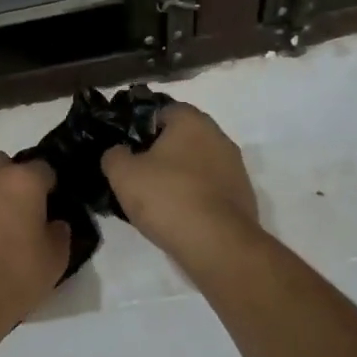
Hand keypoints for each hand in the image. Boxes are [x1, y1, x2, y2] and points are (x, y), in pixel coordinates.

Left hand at [0, 153, 70, 331]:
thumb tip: (54, 224)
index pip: (42, 168)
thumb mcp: (54, 261)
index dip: (47, 184)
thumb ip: (58, 234)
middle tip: (13, 208)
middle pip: (0, 163)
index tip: (48, 201)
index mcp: (23, 182)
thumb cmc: (15, 276)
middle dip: (8, 178)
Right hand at [101, 104, 259, 258]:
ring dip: (180, 176)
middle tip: (139, 175)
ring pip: (198, 165)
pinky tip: (179, 217)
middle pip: (183, 138)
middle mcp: (219, 137)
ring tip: (157, 201)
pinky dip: (195, 197)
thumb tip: (119, 153)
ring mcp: (235, 168)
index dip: (141, 128)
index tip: (127, 149)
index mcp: (192, 121)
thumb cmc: (167, 197)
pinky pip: (210, 189)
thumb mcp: (123, 174)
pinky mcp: (243, 197)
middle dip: (162, 153)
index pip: (163, 111)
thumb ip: (114, 156)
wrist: (217, 244)